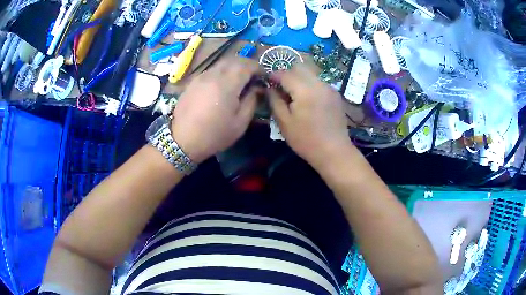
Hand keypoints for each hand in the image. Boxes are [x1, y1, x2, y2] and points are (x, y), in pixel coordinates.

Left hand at [171, 57, 260, 162]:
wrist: (183, 140)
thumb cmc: (214, 134)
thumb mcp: (240, 123)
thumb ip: (252, 101)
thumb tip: (257, 88)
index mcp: (227, 84)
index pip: (247, 65)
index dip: (258, 68)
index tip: (264, 77)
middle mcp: (213, 74)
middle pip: (234, 60)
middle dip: (247, 65)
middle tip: (253, 76)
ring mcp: (201, 76)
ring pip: (221, 64)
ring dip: (234, 67)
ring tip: (239, 80)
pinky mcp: (193, 82)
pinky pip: (211, 70)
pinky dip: (222, 72)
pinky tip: (222, 86)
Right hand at [268, 65, 350, 169]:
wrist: (334, 151)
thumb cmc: (306, 140)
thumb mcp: (284, 122)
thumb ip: (274, 101)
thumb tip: (269, 88)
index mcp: (305, 90)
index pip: (285, 73)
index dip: (273, 75)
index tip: (266, 81)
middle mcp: (319, 83)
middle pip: (299, 67)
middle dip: (287, 74)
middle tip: (280, 88)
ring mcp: (330, 88)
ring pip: (310, 74)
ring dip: (299, 79)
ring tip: (293, 95)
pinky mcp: (335, 94)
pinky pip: (319, 82)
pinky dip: (309, 85)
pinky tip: (307, 100)